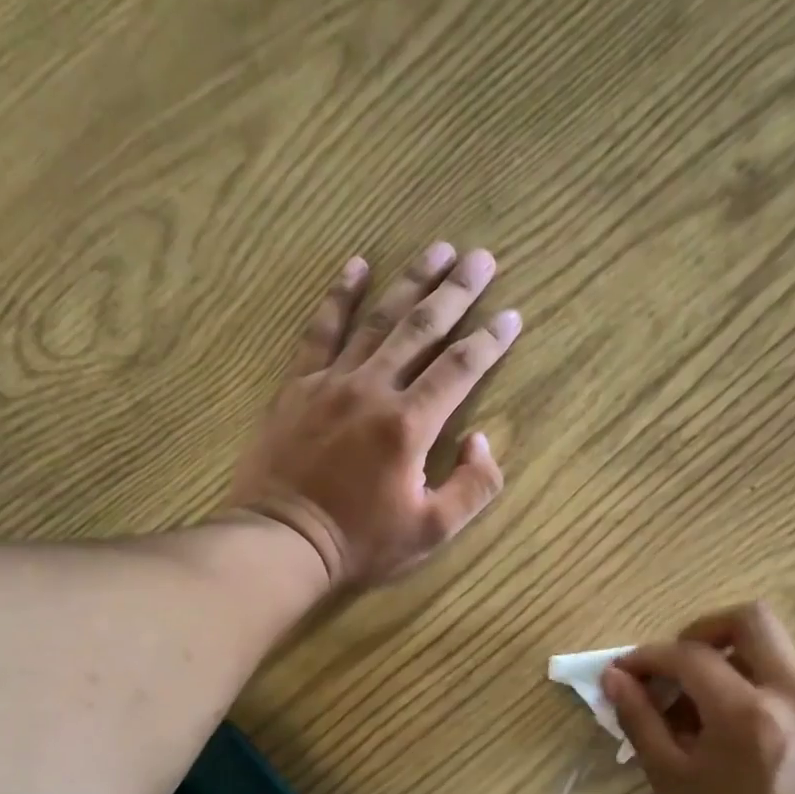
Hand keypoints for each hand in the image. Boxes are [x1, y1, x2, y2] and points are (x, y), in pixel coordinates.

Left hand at [227, 243, 520, 588]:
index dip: (490, 341)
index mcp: (409, 425)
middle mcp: (373, 389)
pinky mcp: (297, 386)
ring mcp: (330, 382)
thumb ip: (472, 487)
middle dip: (457, 292)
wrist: (282, 542)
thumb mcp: (431, 531)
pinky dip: (338, 296)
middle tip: (482, 258)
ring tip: (437, 250)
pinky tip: (355, 265)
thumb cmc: (360, 543)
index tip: (512, 317)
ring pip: (377, 320)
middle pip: (422, 329)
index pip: (460, 369)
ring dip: (410, 282)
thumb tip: (482, 441)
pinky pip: (319, 331)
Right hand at [603, 603, 794, 793]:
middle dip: (701, 632)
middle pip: (750, 621)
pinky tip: (722, 728)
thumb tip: (614, 677)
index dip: (648, 657)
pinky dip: (748, 684)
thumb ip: (640, 719)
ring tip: (692, 706)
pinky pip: (783, 680)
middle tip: (671, 667)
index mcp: (747, 713)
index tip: (624, 673)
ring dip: (725, 660)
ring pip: (770, 649)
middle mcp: (792, 698)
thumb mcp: (670, 780)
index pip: (690, 655)